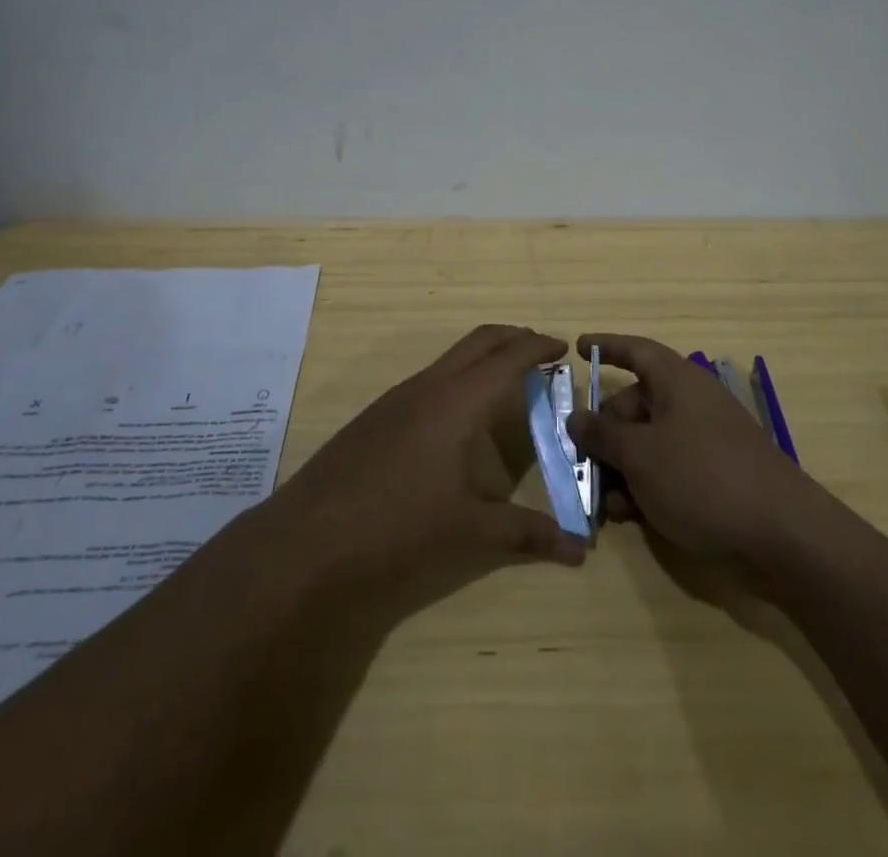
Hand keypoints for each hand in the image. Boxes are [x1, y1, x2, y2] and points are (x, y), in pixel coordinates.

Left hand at [267, 326, 587, 595]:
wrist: (307, 541)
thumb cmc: (398, 528)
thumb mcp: (470, 533)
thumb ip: (528, 533)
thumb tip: (580, 548)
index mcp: (456, 401)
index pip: (508, 356)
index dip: (538, 347)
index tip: (564, 348)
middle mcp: (427, 386)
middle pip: (478, 341)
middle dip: (513, 340)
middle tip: (542, 355)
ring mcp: (396, 398)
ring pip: (450, 360)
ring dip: (483, 360)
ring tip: (506, 388)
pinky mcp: (375, 416)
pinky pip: (428, 381)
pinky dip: (457, 382)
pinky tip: (458, 424)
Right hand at [567, 333, 816, 563]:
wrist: (782, 534)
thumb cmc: (702, 477)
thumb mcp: (640, 455)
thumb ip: (602, 435)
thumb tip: (576, 418)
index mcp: (677, 381)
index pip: (636, 351)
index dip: (606, 346)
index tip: (578, 348)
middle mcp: (690, 403)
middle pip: (635, 405)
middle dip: (605, 433)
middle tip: (581, 462)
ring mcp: (704, 441)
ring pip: (648, 443)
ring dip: (621, 468)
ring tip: (605, 502)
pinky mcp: (715, 476)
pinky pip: (668, 469)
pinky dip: (645, 486)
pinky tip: (630, 516)